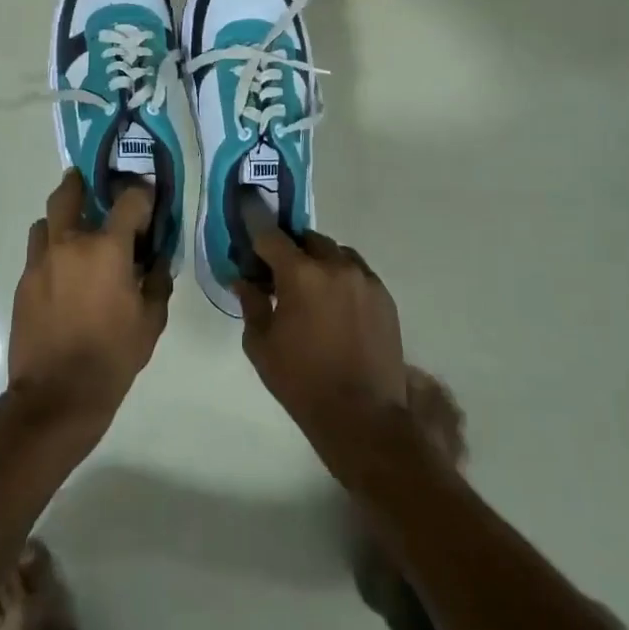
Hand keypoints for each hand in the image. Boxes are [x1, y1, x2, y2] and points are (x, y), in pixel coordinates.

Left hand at [8, 170, 169, 444]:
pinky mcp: (23, 283)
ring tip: (75, 237)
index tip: (148, 201)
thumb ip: (158, 282)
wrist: (57, 395)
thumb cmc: (113, 357)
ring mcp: (40, 262)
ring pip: (46, 222)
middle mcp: (70, 244)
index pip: (129, 200)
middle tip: (91, 186)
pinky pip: (37, 253)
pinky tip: (64, 275)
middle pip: (69, 193)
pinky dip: (52, 252)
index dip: (142, 195)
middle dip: (81, 183)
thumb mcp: (151, 321)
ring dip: (61, 220)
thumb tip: (158, 261)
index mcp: (107, 249)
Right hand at [234, 215, 408, 482]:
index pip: (271, 235)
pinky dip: (342, 278)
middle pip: (308, 239)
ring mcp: (365, 279)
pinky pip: (357, 273)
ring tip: (310, 289)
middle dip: (291, 248)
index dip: (256, 223)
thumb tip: (243, 278)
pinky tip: (335, 305)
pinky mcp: (385, 296)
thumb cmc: (301, 382)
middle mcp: (336, 266)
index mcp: (300, 274)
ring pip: (336, 253)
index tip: (247, 212)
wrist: (363, 417)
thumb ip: (252, 303)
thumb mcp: (261, 344)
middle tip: (278, 270)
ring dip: (319, 261)